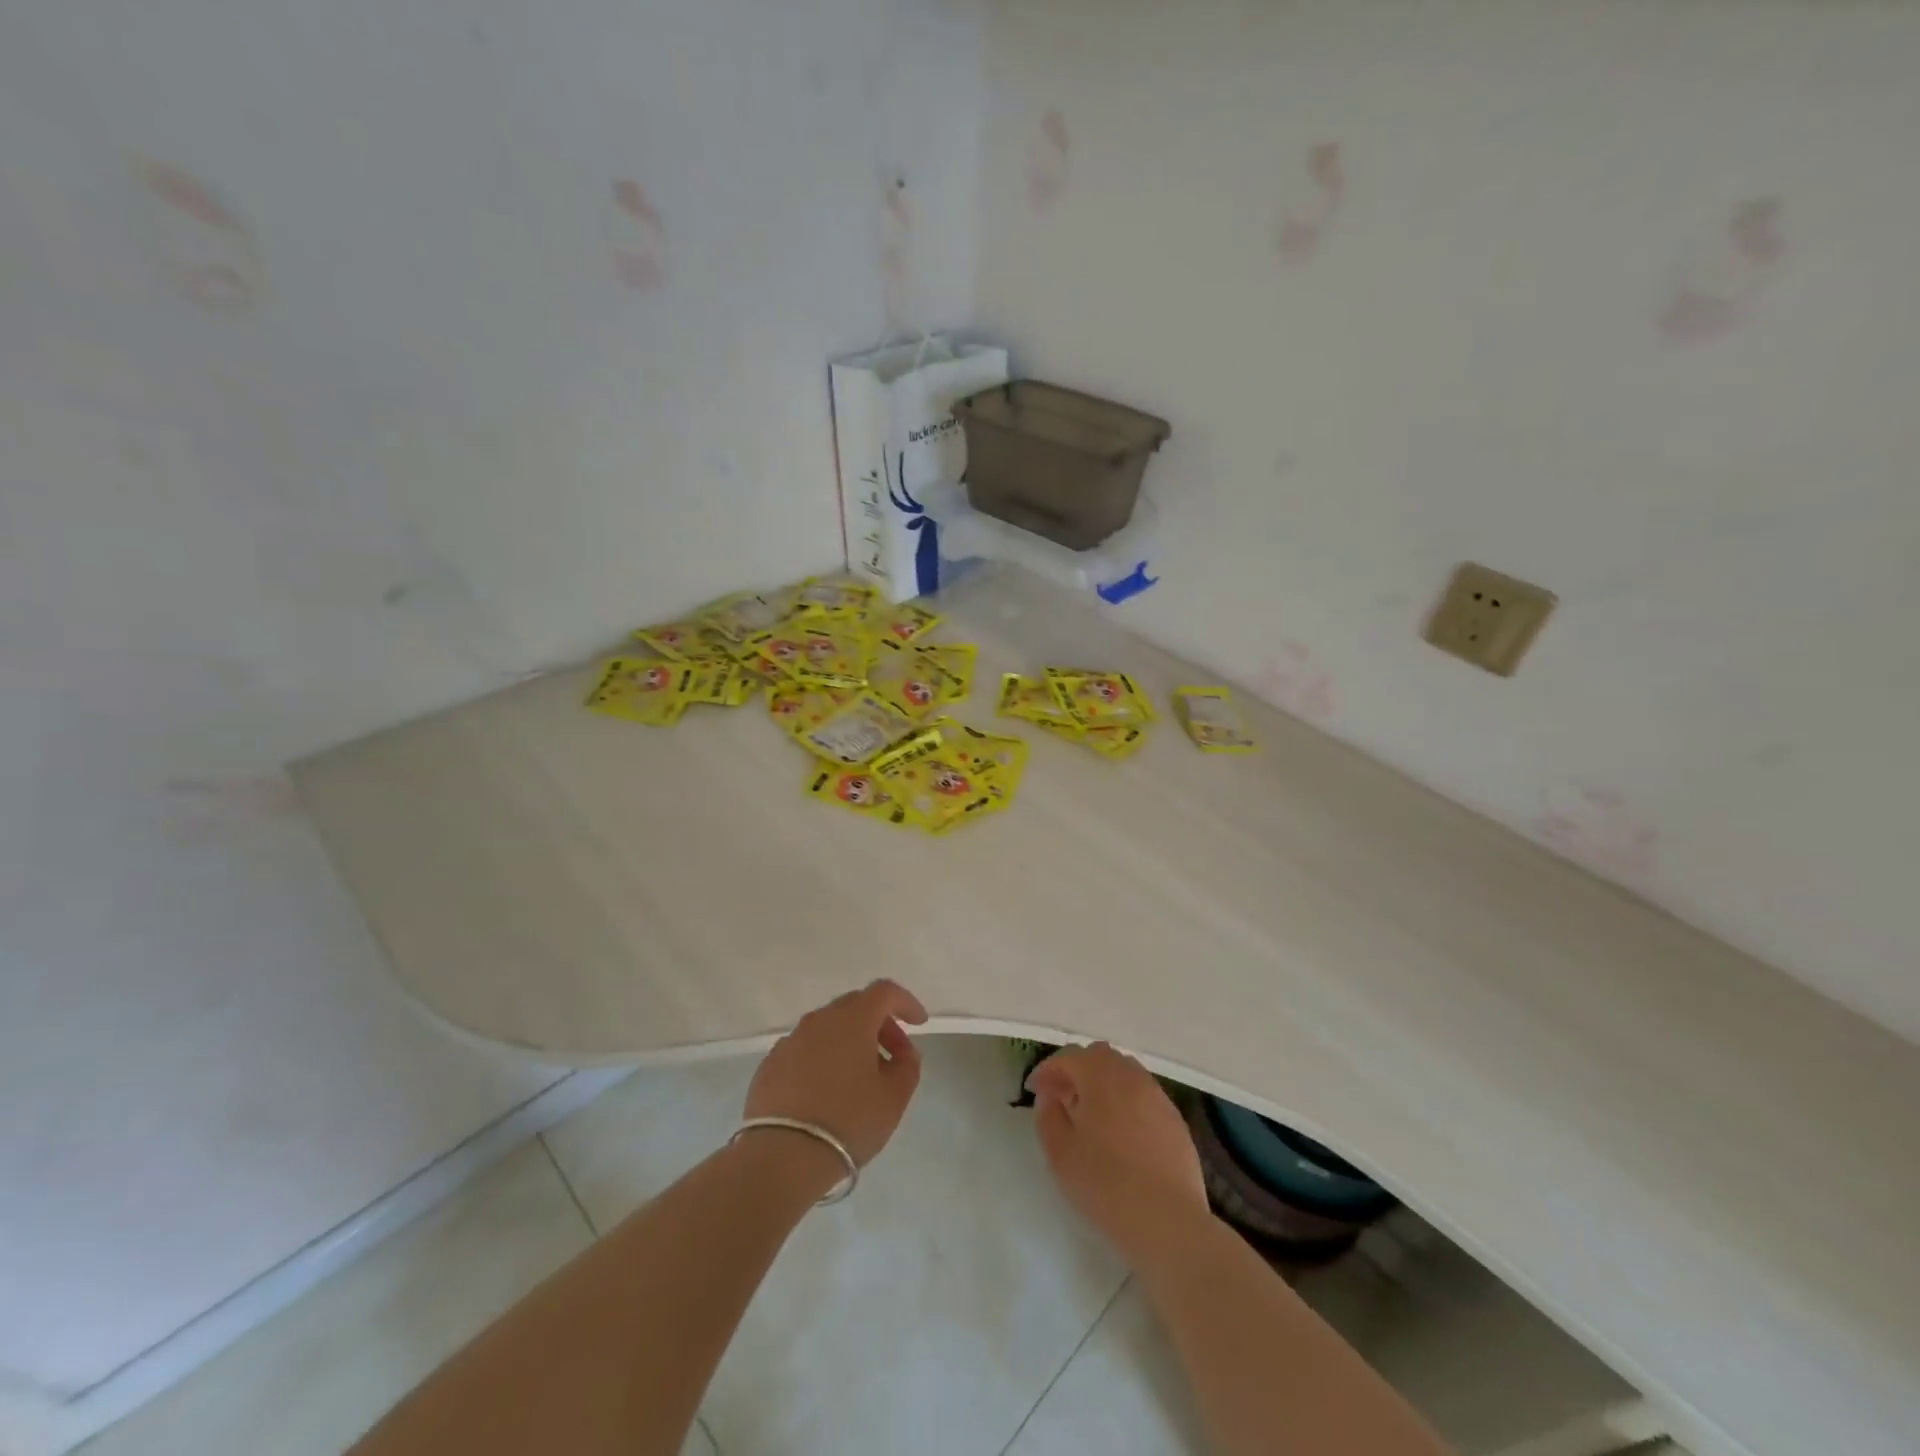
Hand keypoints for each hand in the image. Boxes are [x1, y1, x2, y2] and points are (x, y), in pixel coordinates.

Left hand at [744, 979, 928, 1174]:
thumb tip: (904, 1052)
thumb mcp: (894, 1098)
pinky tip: (827, 1091)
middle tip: (893, 1056)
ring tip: (861, 1079)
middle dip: (880, 1024)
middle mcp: (819, 1020)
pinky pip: (805, 1050)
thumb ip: (907, 1067)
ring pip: (828, 1028)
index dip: (906, 1002)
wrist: (782, 1157)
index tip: (919, 1024)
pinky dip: (823, 1059)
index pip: (884, 991)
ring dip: (850, 1043)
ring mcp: (790, 1041)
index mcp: (852, 1019)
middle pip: (856, 1006)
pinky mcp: (770, 1065)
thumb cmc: (849, 1121)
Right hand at [1028, 1042, 1209, 1269]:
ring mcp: (1158, 1096)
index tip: (1034, 1090)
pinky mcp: (1175, 1120)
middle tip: (1062, 1098)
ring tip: (1091, 1115)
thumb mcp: (1060, 1154)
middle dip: (1077, 1070)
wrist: (1168, 1222)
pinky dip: (1126, 1101)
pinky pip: (1144, 1095)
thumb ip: (1048, 1116)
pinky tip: (1121, 1133)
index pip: (1068, 1057)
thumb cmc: (1106, 1185)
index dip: (1047, 1070)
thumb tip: (1050, 1096)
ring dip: (1103, 1083)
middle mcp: (1132, 1076)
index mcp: (1101, 1076)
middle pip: (1099, 1056)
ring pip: (1125, 1073)